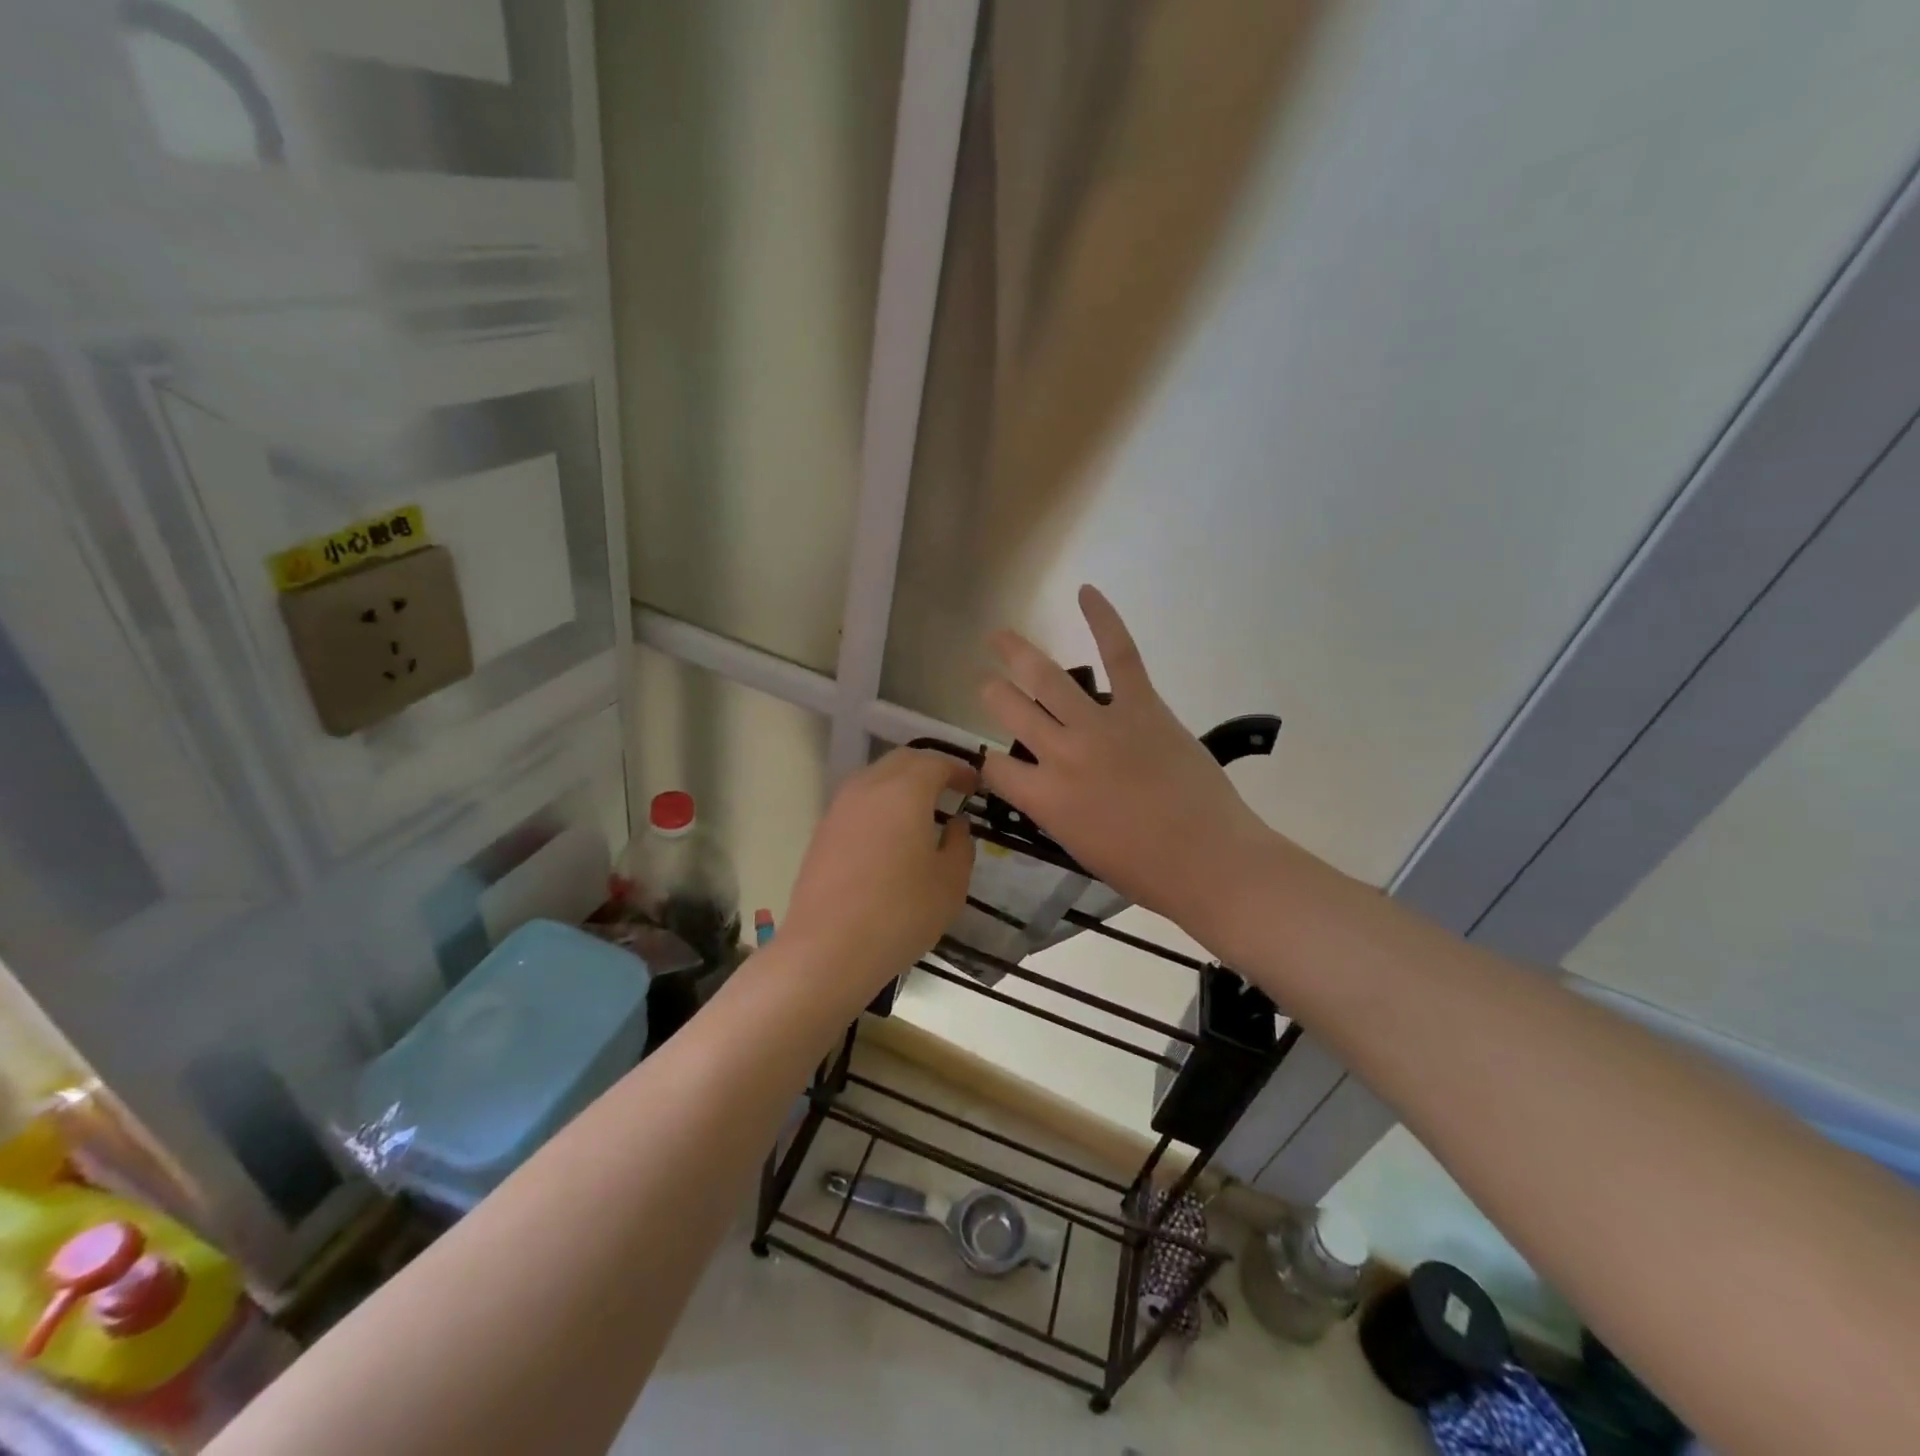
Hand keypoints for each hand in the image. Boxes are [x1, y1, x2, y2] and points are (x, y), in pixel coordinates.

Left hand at [778, 748, 976, 997]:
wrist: (827, 949)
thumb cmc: (900, 913)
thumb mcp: (950, 882)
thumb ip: (960, 844)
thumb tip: (955, 824)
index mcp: (904, 791)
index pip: (936, 763)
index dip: (959, 770)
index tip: (974, 786)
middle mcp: (868, 787)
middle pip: (902, 761)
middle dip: (929, 769)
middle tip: (950, 791)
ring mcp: (839, 808)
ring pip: (875, 777)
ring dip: (901, 784)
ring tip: (921, 811)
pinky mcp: (822, 831)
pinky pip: (858, 802)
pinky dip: (879, 804)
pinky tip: (890, 835)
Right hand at [979, 586, 1283, 933]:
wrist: (1208, 861)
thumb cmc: (1144, 870)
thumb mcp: (1078, 847)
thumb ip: (1053, 808)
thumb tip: (1045, 784)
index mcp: (1044, 798)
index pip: (995, 766)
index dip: (988, 760)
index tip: (993, 757)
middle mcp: (1060, 754)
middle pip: (1009, 709)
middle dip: (991, 692)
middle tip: (985, 682)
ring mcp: (1100, 725)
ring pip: (1047, 677)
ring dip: (1016, 652)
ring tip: (999, 636)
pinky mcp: (1142, 706)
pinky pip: (1121, 654)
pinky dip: (1103, 619)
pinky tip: (1086, 592)